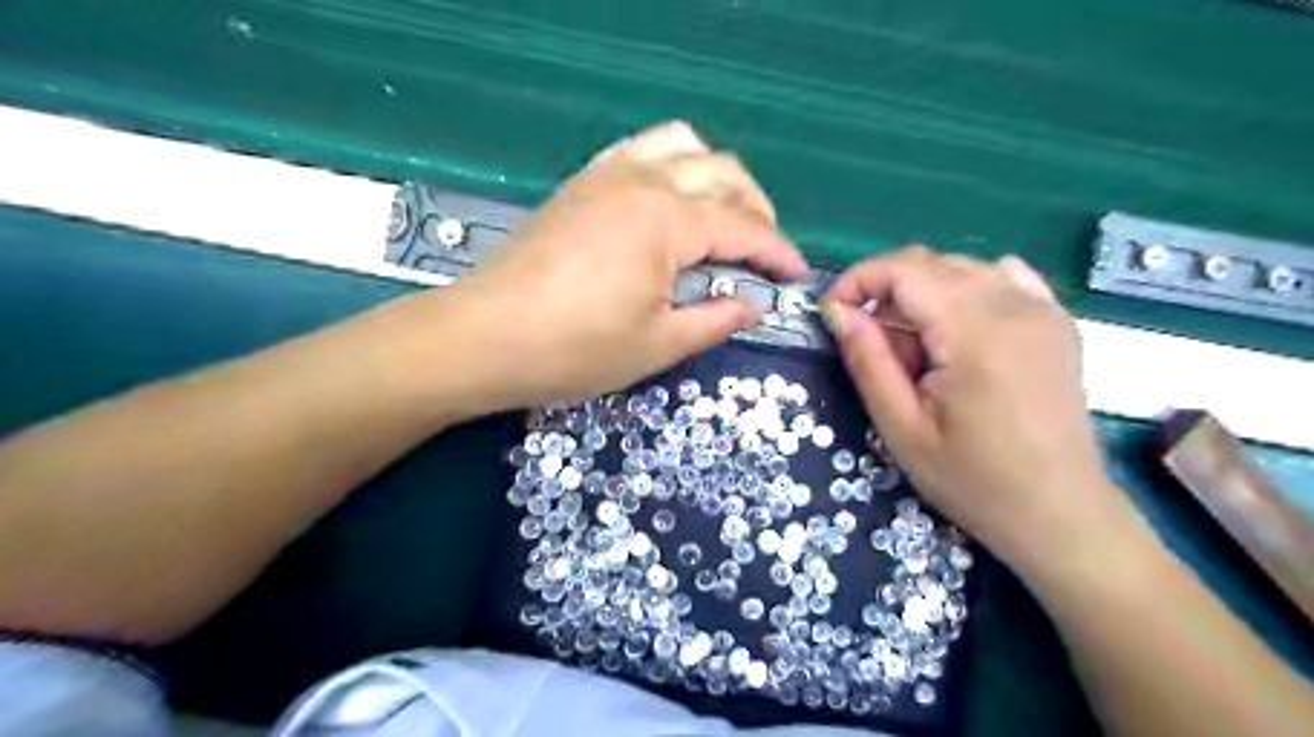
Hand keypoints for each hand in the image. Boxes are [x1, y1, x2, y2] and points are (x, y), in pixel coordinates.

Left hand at [432, 118, 805, 411]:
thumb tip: (754, 303)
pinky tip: (670, 199)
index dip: (777, 252)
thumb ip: (716, 318)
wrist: (483, 337)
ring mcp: (606, 175)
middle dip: (756, 210)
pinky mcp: (580, 184)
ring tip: (723, 217)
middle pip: (722, 173)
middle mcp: (642, 181)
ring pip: (682, 146)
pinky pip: (639, 151)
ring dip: (716, 177)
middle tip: (764, 253)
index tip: (797, 275)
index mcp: (667, 220)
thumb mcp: (658, 343)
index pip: (743, 227)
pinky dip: (671, 165)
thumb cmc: (575, 349)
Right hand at [825, 251, 1123, 572]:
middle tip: (875, 348)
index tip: (832, 315)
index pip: (902, 270)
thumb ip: (867, 361)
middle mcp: (1013, 304)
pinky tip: (959, 331)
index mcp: (973, 330)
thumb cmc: (973, 480)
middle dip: (885, 292)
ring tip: (916, 348)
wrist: (1060, 514)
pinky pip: (1002, 278)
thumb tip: (837, 311)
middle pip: (930, 263)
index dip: (856, 282)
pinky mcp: (1057, 322)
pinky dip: (965, 291)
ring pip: (961, 268)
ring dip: (922, 293)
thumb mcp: (902, 429)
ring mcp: (1042, 309)